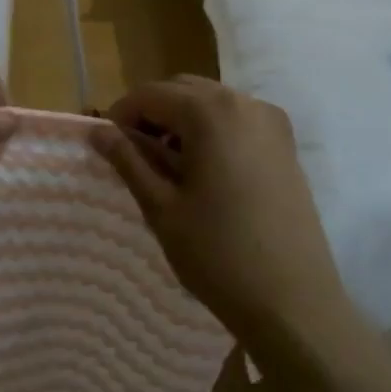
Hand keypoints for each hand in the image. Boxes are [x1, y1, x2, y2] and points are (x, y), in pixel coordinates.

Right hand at [90, 76, 347, 339]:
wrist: (292, 300)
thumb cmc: (217, 254)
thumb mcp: (161, 207)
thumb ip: (128, 161)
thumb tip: (98, 132)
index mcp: (210, 113)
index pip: (151, 94)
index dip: (121, 115)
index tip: (105, 146)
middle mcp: (244, 103)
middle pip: (183, 90)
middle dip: (152, 113)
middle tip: (133, 154)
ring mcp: (272, 123)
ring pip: (212, 102)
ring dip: (182, 121)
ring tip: (167, 165)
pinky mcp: (286, 146)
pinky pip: (238, 120)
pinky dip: (212, 131)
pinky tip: (204, 171)